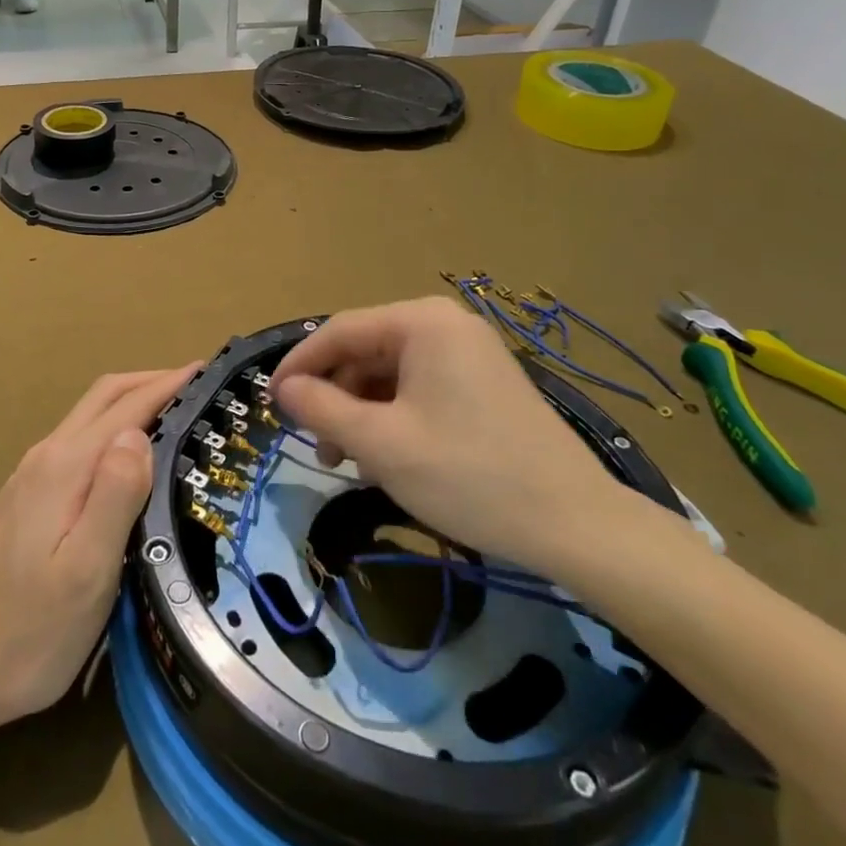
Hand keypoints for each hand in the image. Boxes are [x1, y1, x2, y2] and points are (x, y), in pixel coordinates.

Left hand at [0, 364, 197, 743]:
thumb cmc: (23, 633)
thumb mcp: (85, 571)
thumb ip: (115, 496)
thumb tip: (139, 435)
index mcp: (66, 466)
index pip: (127, 406)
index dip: (169, 384)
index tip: (209, 369)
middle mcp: (47, 457)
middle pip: (104, 397)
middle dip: (152, 381)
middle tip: (199, 385)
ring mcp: (30, 477)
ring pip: (89, 418)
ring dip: (132, 403)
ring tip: (174, 415)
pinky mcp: (24, 500)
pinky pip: (78, 442)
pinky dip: (112, 429)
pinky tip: (126, 459)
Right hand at [272, 297, 645, 580]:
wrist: (576, 524)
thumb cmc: (468, 474)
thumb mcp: (380, 444)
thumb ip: (321, 409)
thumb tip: (285, 389)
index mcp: (421, 322)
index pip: (339, 331)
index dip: (299, 366)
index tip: (270, 402)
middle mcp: (445, 325)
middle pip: (366, 351)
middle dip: (335, 397)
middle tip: (315, 447)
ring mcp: (469, 353)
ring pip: (391, 374)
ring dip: (361, 413)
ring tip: (350, 462)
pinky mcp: (483, 384)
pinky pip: (420, 389)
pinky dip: (394, 418)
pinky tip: (388, 458)